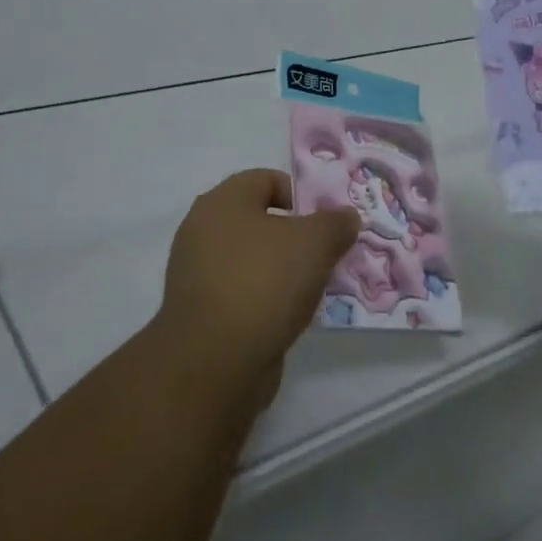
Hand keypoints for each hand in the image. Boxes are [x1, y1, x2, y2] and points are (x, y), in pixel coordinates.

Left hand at [157, 169, 358, 395]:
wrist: (214, 361)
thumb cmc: (264, 281)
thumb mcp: (316, 242)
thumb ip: (336, 223)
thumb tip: (346, 217)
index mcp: (222, 201)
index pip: (266, 179)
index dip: (300, 194)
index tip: (325, 222)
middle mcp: (202, 230)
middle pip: (259, 221)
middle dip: (295, 236)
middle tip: (324, 254)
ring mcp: (195, 273)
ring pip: (251, 260)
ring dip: (281, 271)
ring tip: (311, 290)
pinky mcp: (198, 312)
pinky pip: (240, 293)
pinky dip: (264, 300)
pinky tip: (287, 317)